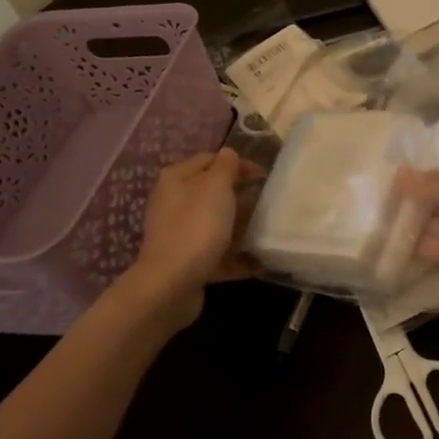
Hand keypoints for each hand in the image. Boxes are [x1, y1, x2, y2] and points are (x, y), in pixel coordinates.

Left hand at [122, 148, 259, 327]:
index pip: (209, 160)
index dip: (237, 164)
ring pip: (215, 224)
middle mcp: (172, 204)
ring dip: (240, 226)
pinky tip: (260, 262)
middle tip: (267, 201)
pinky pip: (217, 253)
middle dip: (240, 196)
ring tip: (267, 230)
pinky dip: (237, 257)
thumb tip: (229, 154)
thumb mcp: (216, 186)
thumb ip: (226, 166)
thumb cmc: (197, 226)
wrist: (171, 284)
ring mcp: (178, 234)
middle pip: (212, 193)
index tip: (264, 175)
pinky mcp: (186, 262)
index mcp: (176, 180)